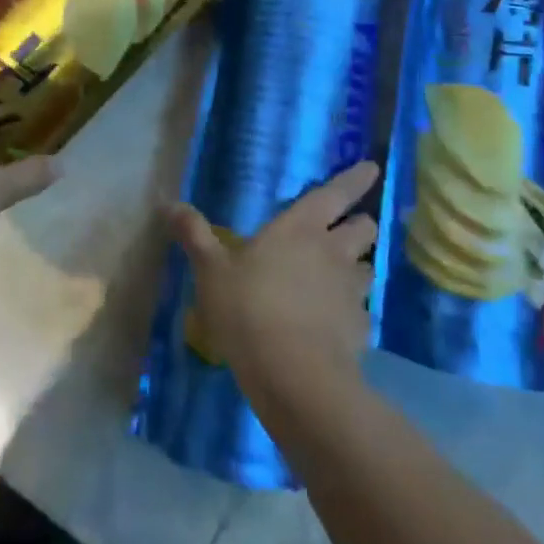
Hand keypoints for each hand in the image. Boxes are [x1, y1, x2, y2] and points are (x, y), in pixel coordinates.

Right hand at [167, 161, 380, 400]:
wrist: (294, 375)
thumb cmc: (248, 308)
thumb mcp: (211, 270)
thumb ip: (194, 235)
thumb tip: (170, 204)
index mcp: (300, 228)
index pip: (335, 193)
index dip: (355, 178)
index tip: (373, 167)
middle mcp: (333, 252)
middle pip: (363, 228)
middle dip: (359, 224)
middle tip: (345, 229)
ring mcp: (351, 292)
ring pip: (367, 268)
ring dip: (357, 267)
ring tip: (339, 277)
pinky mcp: (360, 329)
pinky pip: (361, 311)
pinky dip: (351, 311)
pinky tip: (334, 324)